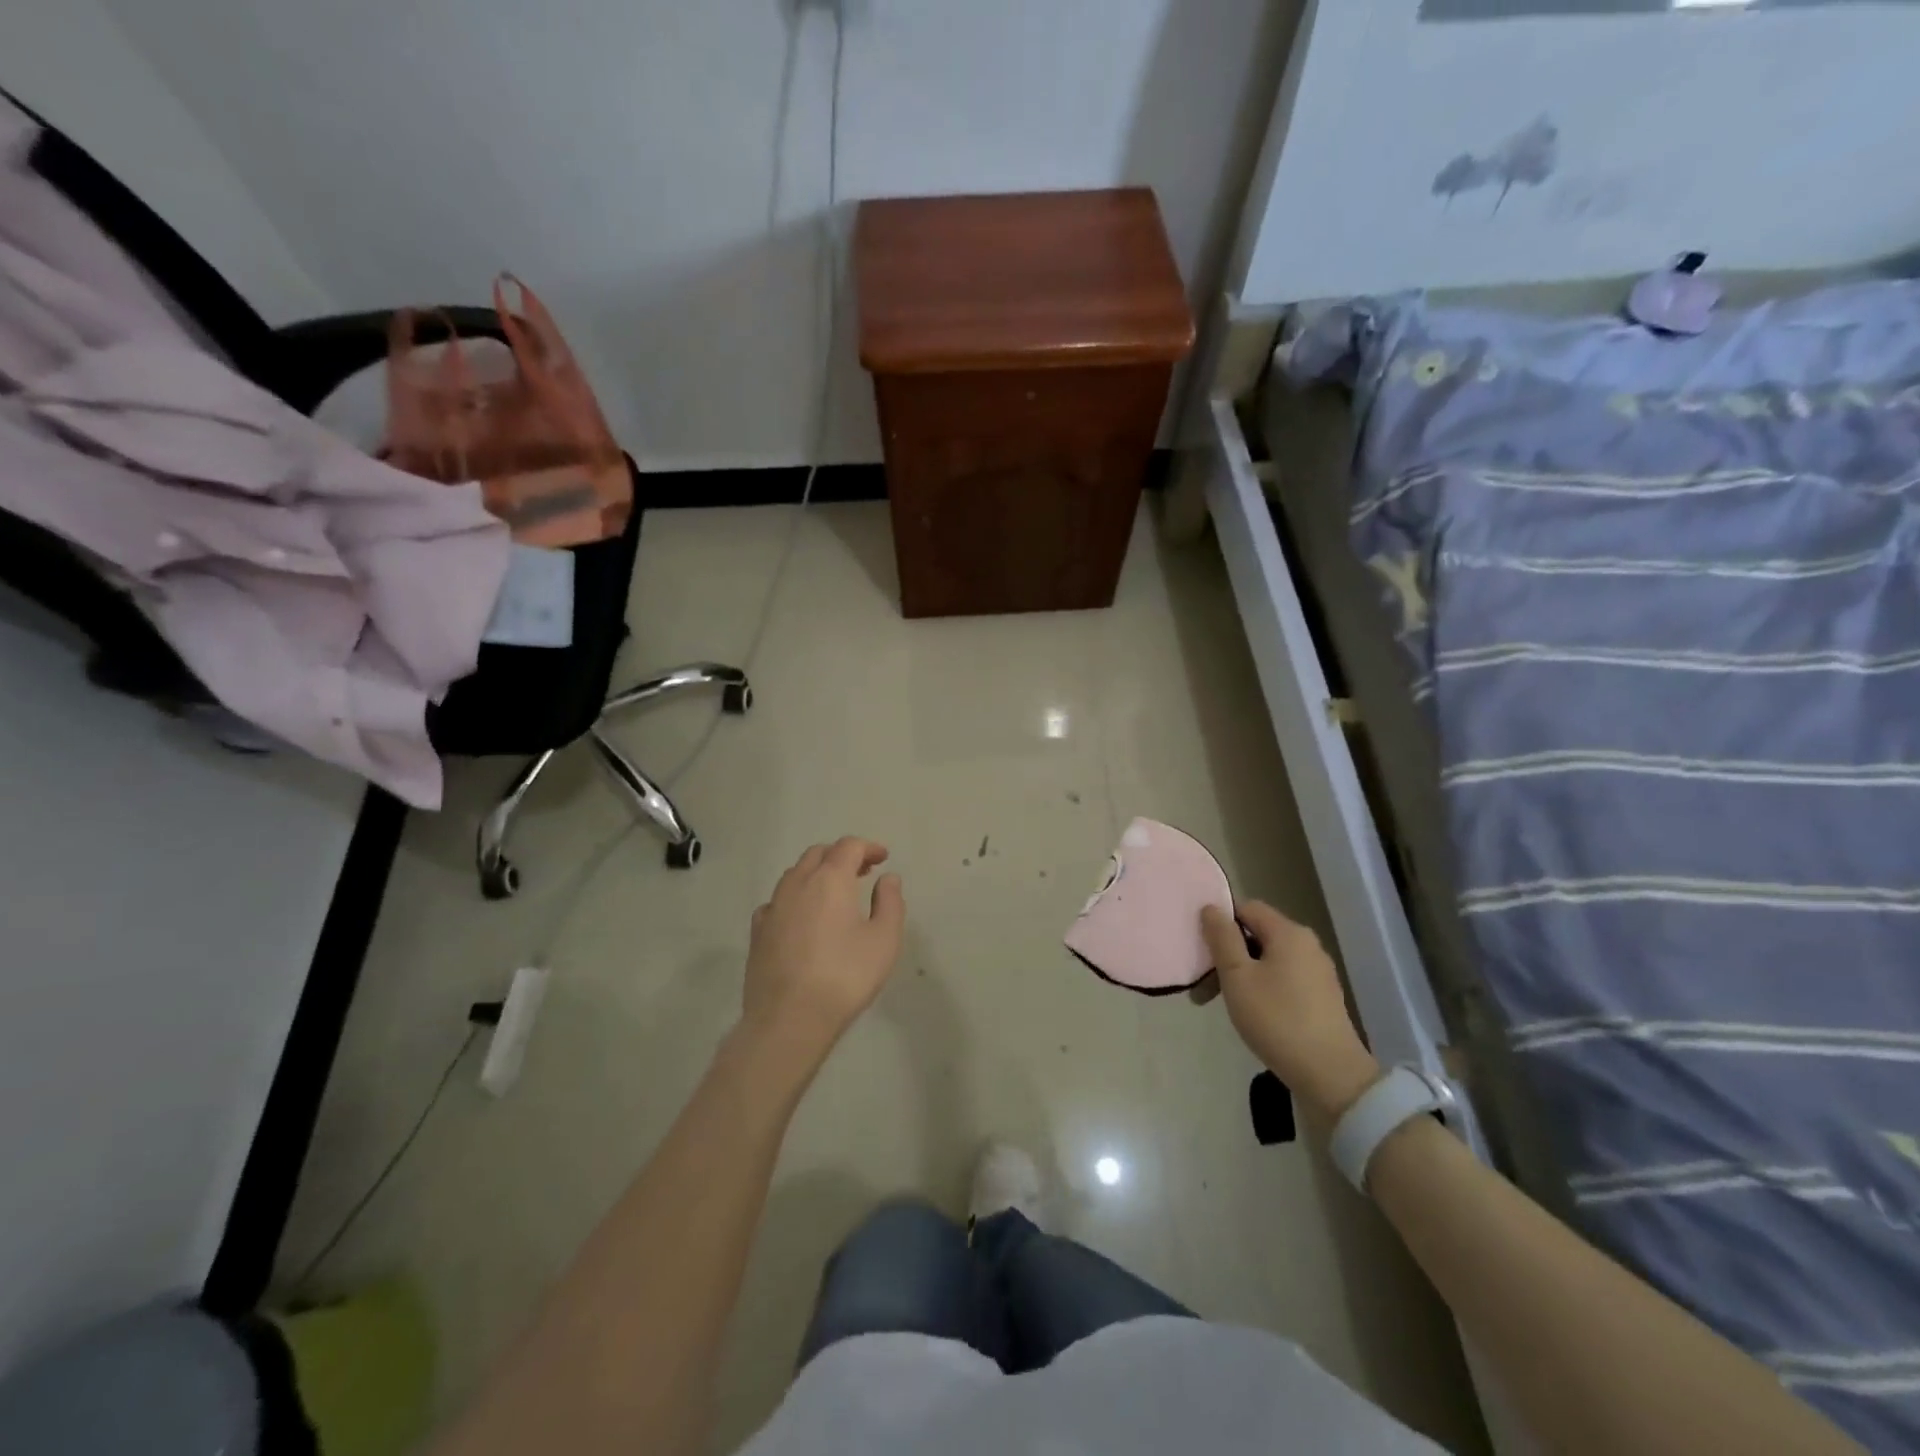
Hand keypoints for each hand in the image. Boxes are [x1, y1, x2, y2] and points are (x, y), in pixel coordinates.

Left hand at [742, 838, 905, 1057]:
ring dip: (816, 873)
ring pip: (794, 874)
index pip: (848, 846)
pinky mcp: (757, 932)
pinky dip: (795, 898)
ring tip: (834, 892)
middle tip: (862, 871)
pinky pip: (777, 901)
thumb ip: (890, 902)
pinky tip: (802, 917)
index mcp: (830, 880)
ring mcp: (773, 907)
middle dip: (841, 855)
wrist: (789, 1019)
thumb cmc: (845, 976)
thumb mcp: (884, 940)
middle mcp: (797, 884)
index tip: (883, 858)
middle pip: (818, 854)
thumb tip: (887, 878)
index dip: (868, 847)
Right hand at [1201, 900, 1381, 1121]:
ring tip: (1223, 1002)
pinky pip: (1284, 979)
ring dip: (1242, 974)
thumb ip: (1222, 938)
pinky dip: (1263, 987)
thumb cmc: (1277, 1019)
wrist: (1330, 1074)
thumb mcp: (1237, 975)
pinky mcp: (1323, 997)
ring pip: (1269, 959)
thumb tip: (1211, 907)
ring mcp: (1318, 972)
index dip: (1221, 922)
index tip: (1202, 949)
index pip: (1247, 907)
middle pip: (1257, 934)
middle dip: (1228, 954)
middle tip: (1204, 985)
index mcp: (1288, 932)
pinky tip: (1252, 1014)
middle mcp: (1307, 944)